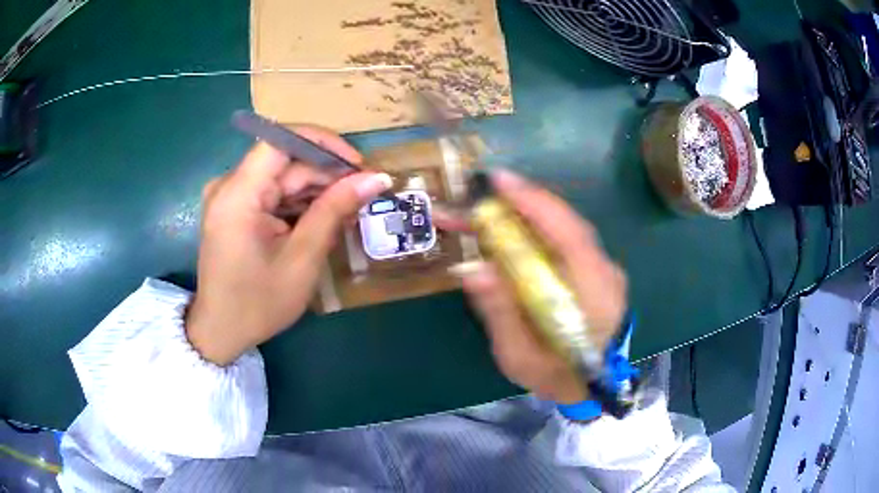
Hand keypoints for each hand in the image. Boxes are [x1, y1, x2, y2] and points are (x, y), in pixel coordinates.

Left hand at [186, 128, 392, 365]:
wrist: (221, 331)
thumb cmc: (258, 303)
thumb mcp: (302, 259)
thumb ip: (335, 211)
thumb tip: (376, 178)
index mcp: (238, 195)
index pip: (281, 140)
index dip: (323, 143)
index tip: (357, 164)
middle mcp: (229, 186)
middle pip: (285, 161)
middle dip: (325, 174)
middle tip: (362, 195)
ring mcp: (230, 196)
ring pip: (281, 176)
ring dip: (315, 191)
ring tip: (347, 212)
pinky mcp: (234, 208)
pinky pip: (272, 193)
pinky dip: (298, 203)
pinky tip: (322, 220)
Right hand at [452, 170, 626, 403]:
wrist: (594, 387)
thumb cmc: (557, 378)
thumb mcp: (521, 359)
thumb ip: (501, 314)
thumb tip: (471, 268)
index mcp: (594, 297)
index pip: (569, 237)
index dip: (535, 204)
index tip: (500, 182)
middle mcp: (605, 273)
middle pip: (564, 225)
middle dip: (519, 204)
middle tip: (475, 198)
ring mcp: (604, 269)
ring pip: (563, 229)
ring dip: (524, 215)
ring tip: (483, 213)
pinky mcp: (596, 269)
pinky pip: (564, 240)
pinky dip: (535, 230)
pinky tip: (510, 232)